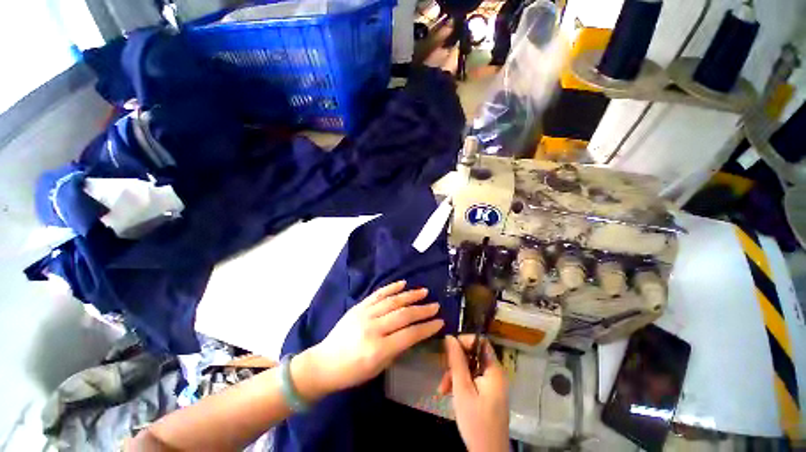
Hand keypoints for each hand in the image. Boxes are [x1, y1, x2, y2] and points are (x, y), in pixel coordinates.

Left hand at [294, 281, 443, 399]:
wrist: (324, 363)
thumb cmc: (352, 372)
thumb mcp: (378, 368)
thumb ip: (397, 349)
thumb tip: (414, 334)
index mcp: (377, 349)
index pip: (409, 334)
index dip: (426, 328)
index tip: (440, 322)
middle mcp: (372, 328)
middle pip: (403, 315)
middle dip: (422, 310)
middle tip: (435, 306)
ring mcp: (364, 314)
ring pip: (392, 301)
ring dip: (410, 295)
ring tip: (424, 292)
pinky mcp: (358, 307)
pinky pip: (378, 294)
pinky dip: (391, 288)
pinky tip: (403, 283)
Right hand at [438, 335, 508, 451]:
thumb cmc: (475, 421)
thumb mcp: (462, 388)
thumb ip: (456, 361)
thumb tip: (449, 337)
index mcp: (494, 370)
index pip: (480, 342)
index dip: (465, 341)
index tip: (449, 349)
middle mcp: (494, 374)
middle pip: (473, 356)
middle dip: (455, 362)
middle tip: (443, 374)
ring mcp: (491, 385)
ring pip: (470, 368)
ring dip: (454, 375)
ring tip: (442, 389)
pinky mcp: (487, 394)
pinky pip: (472, 380)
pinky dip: (460, 384)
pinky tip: (448, 393)